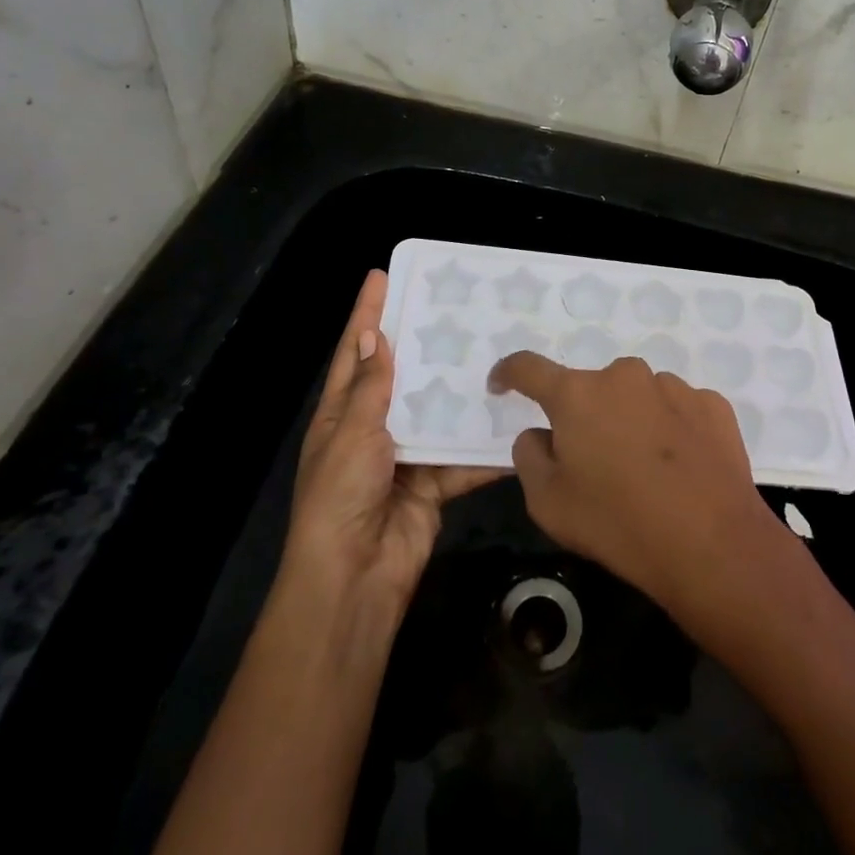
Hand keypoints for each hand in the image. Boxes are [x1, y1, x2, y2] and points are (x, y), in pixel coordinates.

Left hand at [278, 271, 501, 614]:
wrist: (356, 578)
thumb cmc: (341, 497)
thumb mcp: (351, 435)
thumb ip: (371, 388)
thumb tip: (376, 335)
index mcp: (342, 413)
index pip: (356, 351)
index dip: (366, 314)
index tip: (381, 276)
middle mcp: (373, 429)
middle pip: (402, 376)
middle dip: (424, 344)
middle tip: (455, 308)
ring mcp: (406, 456)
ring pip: (438, 412)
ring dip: (461, 390)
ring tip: (495, 352)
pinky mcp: (434, 483)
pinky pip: (461, 457)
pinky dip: (483, 447)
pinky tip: (513, 423)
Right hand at [487, 352, 785, 627]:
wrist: (711, 544)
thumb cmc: (617, 524)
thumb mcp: (548, 503)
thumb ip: (530, 456)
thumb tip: (541, 434)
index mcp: (577, 395)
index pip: (529, 368)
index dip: (509, 373)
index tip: (502, 384)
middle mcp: (624, 376)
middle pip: (591, 389)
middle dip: (586, 416)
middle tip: (595, 462)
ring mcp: (673, 386)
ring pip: (637, 397)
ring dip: (631, 421)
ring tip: (646, 472)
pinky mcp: (712, 404)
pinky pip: (677, 410)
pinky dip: (671, 430)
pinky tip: (681, 469)